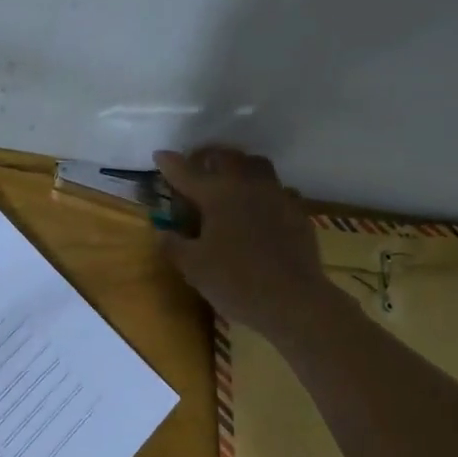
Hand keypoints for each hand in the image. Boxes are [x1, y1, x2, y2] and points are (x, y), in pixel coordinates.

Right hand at [154, 146, 327, 335]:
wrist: (292, 301)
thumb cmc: (234, 282)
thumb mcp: (192, 267)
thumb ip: (173, 244)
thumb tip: (162, 231)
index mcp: (217, 195)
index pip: (186, 172)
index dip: (170, 163)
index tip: (159, 155)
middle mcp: (248, 185)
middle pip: (227, 157)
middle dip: (208, 157)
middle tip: (197, 167)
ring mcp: (277, 196)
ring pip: (257, 166)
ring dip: (240, 167)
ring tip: (230, 180)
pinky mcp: (298, 212)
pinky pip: (279, 191)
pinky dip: (264, 193)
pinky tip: (260, 209)